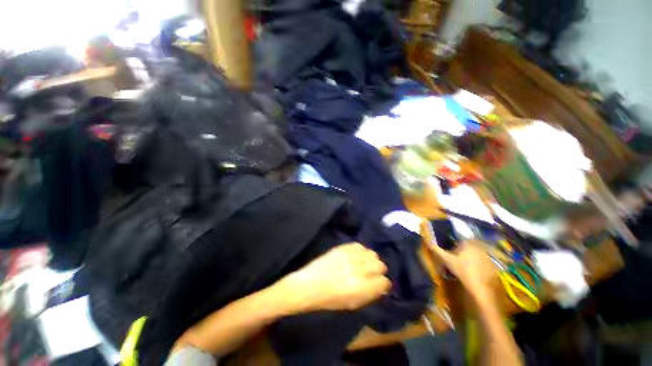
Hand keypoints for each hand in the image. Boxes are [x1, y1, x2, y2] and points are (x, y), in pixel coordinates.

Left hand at [278, 243, 390, 311]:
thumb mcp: (352, 304)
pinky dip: (361, 251)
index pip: (384, 281)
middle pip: (380, 264)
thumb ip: (370, 294)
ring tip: (364, 264)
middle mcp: (357, 269)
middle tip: (371, 274)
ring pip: (371, 253)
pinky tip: (356, 256)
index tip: (380, 285)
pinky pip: (359, 245)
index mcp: (360, 287)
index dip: (383, 284)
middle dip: (378, 270)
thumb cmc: (329, 299)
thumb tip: (382, 286)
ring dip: (370, 260)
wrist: (308, 285)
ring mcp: (349, 256)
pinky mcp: (342, 247)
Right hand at [428, 240, 497, 296]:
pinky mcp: (492, 266)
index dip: (454, 244)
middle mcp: (479, 247)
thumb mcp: (446, 259)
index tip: (450, 251)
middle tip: (455, 259)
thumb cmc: (461, 270)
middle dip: (462, 251)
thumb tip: (426, 240)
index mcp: (467, 243)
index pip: (460, 239)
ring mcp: (487, 256)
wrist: (480, 288)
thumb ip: (436, 249)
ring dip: (470, 258)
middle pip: (468, 246)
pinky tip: (473, 272)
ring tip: (463, 267)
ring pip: (476, 254)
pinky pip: (483, 262)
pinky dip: (478, 265)